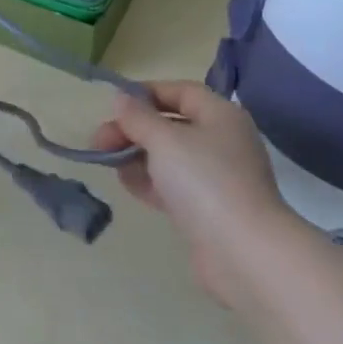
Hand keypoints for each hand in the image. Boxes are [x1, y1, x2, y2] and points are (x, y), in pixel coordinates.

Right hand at [90, 81, 300, 304]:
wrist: (243, 252)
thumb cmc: (204, 181)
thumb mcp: (164, 139)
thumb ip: (138, 117)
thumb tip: (121, 98)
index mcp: (220, 116)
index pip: (180, 91)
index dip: (146, 93)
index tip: (113, 104)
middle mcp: (221, 142)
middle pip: (170, 125)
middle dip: (132, 129)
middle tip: (99, 141)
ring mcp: (215, 178)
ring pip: (168, 157)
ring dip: (136, 156)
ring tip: (107, 163)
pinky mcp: (207, 209)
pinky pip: (172, 185)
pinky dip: (149, 181)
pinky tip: (127, 184)